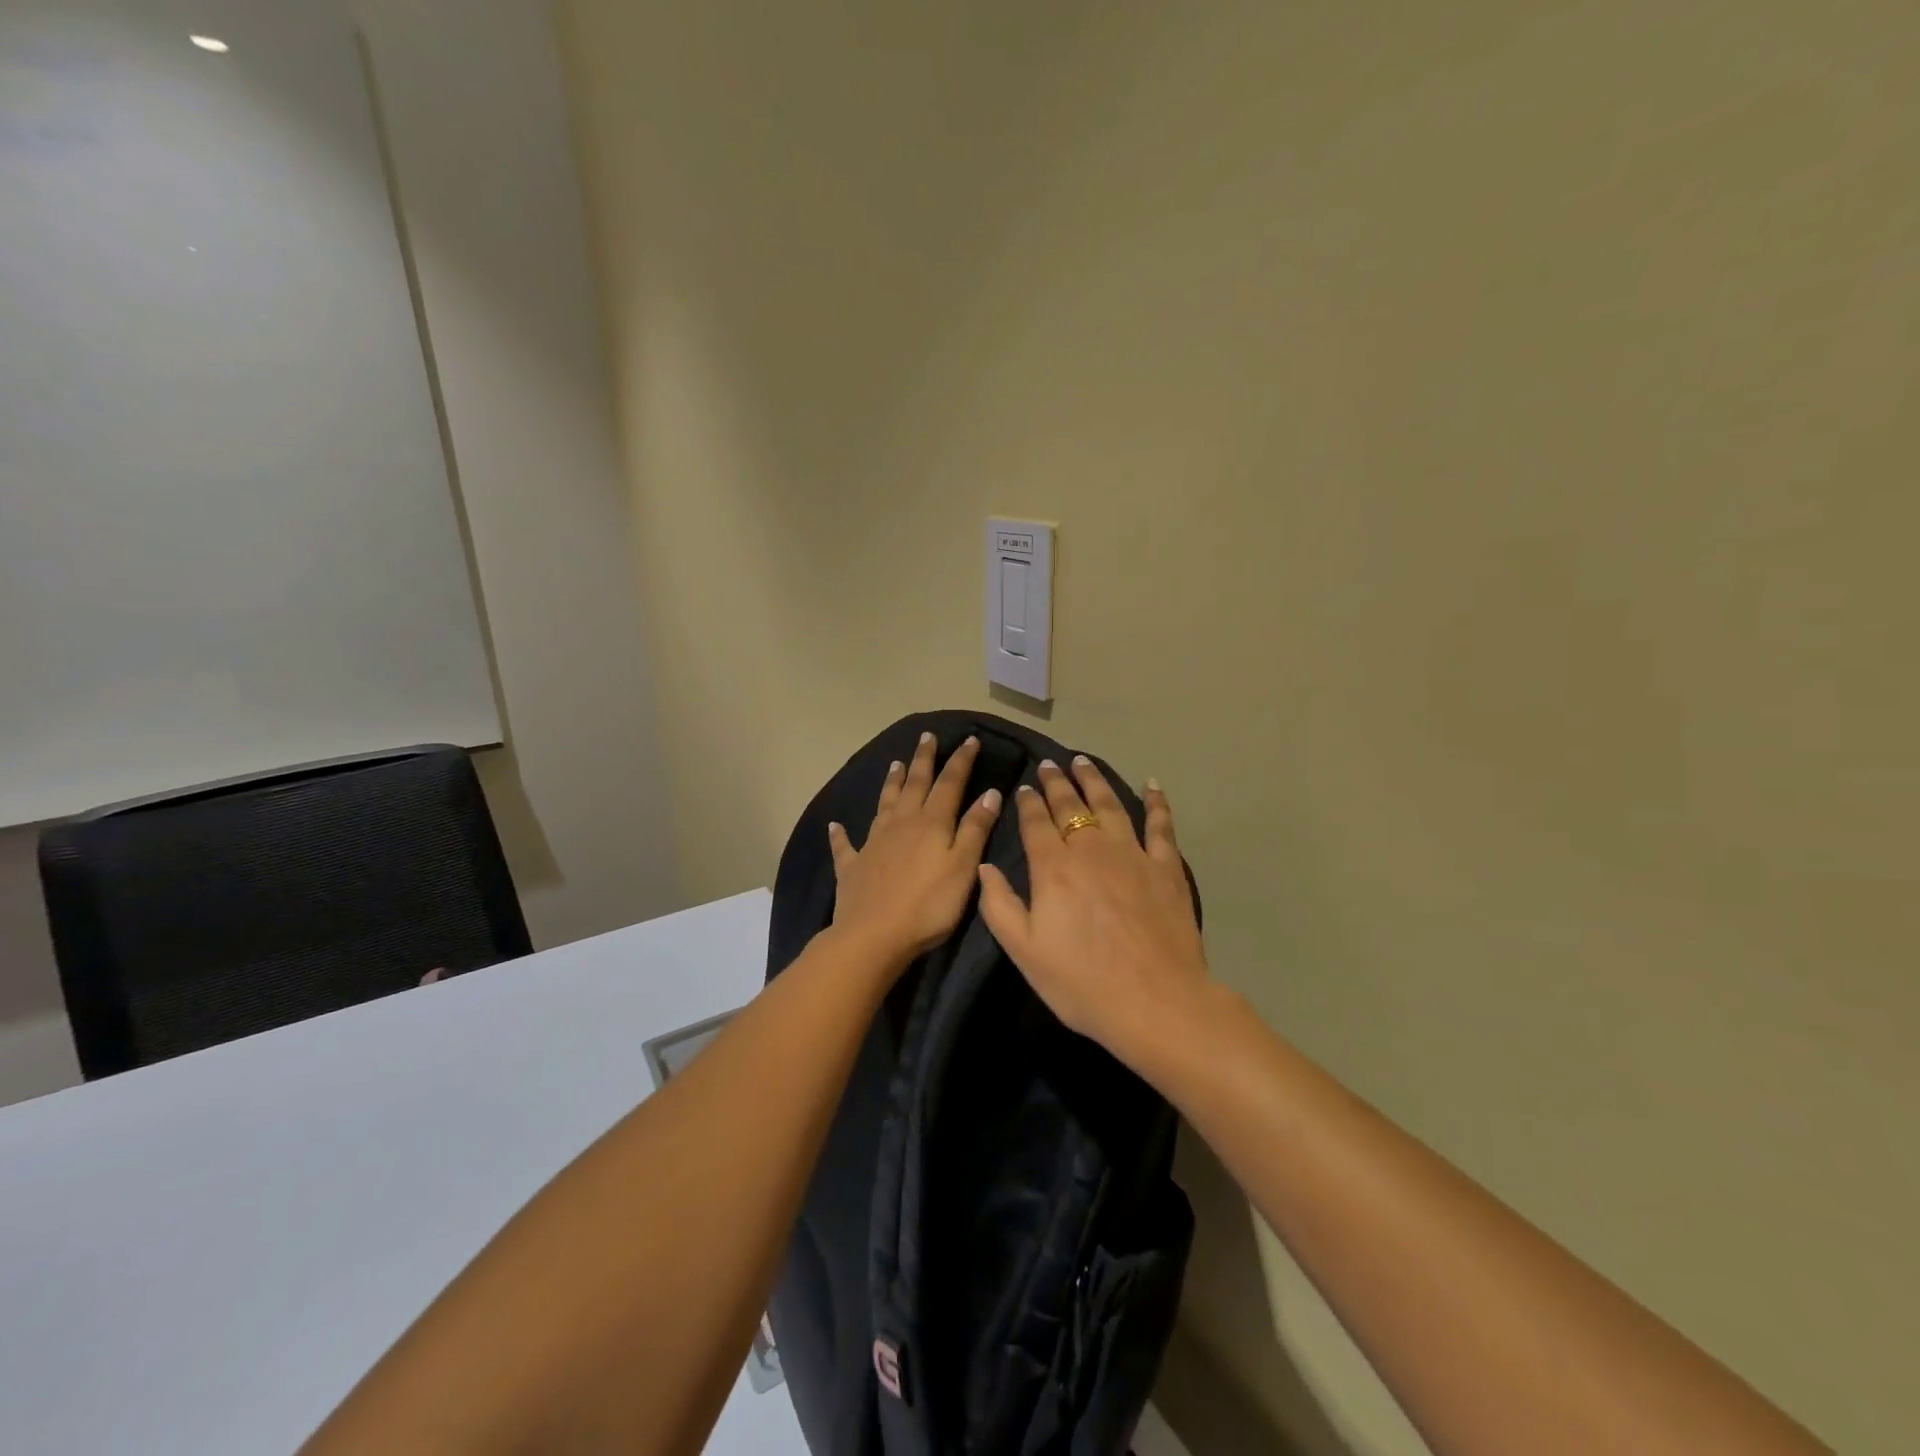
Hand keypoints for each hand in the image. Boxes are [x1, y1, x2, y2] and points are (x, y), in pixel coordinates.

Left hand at [828, 732, 1003, 969]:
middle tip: (927, 737)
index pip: (950, 783)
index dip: (961, 760)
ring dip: (891, 783)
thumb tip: (989, 793)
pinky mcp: (853, 867)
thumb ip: (975, 829)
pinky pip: (845, 845)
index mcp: (931, 823)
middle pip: (914, 784)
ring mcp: (873, 843)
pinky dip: (840, 834)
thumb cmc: (929, 905)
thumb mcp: (963, 866)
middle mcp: (901, 824)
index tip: (970, 739)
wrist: (873, 936)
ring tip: (895, 763)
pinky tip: (836, 825)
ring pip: (884, 804)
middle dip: (923, 759)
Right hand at [977, 757, 1212, 1067]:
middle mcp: (1091, 850)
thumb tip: (984, 867)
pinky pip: (1161, 825)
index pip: (1036, 823)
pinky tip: (1151, 784)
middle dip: (1056, 782)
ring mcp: (1132, 854)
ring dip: (1094, 781)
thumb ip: (999, 906)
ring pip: (1110, 805)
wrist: (1155, 1002)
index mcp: (1054, 869)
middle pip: (1071, 806)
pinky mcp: (1166, 867)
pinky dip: (1156, 802)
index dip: (1028, 803)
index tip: (1022, 788)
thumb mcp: (1025, 952)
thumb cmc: (1082, 983)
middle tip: (1048, 764)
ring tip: (1083, 762)